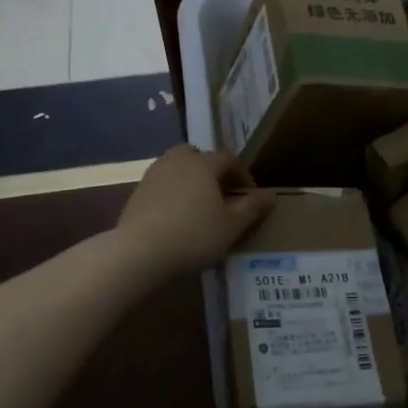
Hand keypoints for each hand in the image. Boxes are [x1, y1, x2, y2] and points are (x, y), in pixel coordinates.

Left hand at [115, 145, 273, 278]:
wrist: (139, 252)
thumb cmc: (194, 235)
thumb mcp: (232, 225)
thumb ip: (252, 207)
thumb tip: (271, 194)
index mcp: (203, 163)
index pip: (228, 159)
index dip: (243, 175)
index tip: (250, 196)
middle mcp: (177, 160)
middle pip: (198, 156)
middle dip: (212, 171)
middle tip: (221, 194)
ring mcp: (153, 175)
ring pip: (177, 168)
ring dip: (190, 181)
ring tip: (199, 206)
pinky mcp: (137, 193)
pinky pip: (162, 185)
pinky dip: (172, 194)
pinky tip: (176, 217)